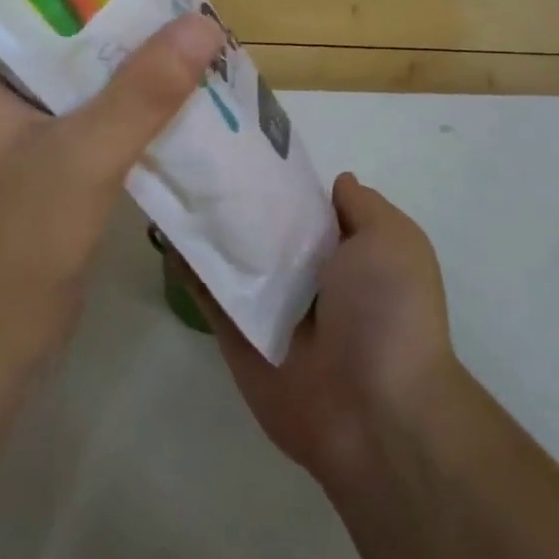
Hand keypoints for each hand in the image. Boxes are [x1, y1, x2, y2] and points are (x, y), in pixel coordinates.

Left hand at [0, 15, 225, 383]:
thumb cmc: (11, 245)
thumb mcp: (80, 158)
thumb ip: (141, 93)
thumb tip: (204, 25)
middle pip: (56, 34)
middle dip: (112, 13)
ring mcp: (26, 137)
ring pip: (84, 80)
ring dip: (131, 63)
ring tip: (189, 35)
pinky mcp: (54, 171)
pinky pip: (100, 121)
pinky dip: (136, 108)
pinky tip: (183, 99)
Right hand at [202, 174, 459, 485]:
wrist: (373, 411)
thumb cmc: (388, 312)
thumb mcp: (392, 240)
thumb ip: (363, 207)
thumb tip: (338, 181)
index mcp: (349, 254)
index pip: (309, 208)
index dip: (283, 180)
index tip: (248, 147)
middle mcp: (308, 278)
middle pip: (266, 231)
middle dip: (239, 200)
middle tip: (199, 158)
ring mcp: (270, 309)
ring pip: (233, 260)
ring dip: (207, 229)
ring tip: (173, 184)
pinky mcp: (238, 338)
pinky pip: (210, 297)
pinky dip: (189, 268)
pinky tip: (165, 233)